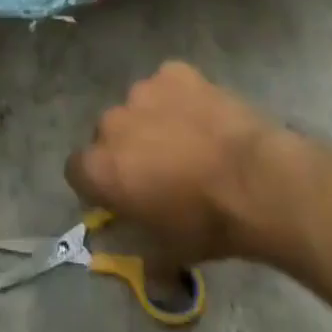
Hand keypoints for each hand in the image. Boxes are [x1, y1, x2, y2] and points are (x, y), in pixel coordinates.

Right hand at [65, 62, 282, 266]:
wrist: (254, 179)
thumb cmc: (205, 223)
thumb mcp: (168, 253)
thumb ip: (139, 250)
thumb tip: (135, 260)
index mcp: (102, 167)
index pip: (77, 169)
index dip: (96, 184)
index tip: (119, 197)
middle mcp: (113, 121)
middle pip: (108, 134)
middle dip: (125, 149)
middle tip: (157, 170)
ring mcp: (144, 89)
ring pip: (138, 106)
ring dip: (152, 121)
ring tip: (186, 140)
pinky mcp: (174, 71)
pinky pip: (168, 84)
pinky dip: (178, 98)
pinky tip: (203, 117)